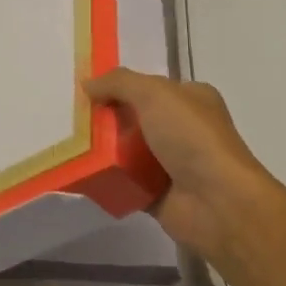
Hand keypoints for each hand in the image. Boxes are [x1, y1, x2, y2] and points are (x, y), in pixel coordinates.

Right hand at [85, 69, 285, 269]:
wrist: (218, 203)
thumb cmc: (192, 138)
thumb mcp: (156, 94)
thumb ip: (120, 83)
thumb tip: (88, 83)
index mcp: (191, 99)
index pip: (150, 86)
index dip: (119, 86)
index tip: (86, 90)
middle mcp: (183, 129)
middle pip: (135, 118)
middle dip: (106, 118)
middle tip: (70, 118)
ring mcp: (172, 164)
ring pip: (128, 152)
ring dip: (103, 150)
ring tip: (67, 144)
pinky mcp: (158, 195)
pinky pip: (125, 183)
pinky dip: (107, 180)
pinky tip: (79, 174)